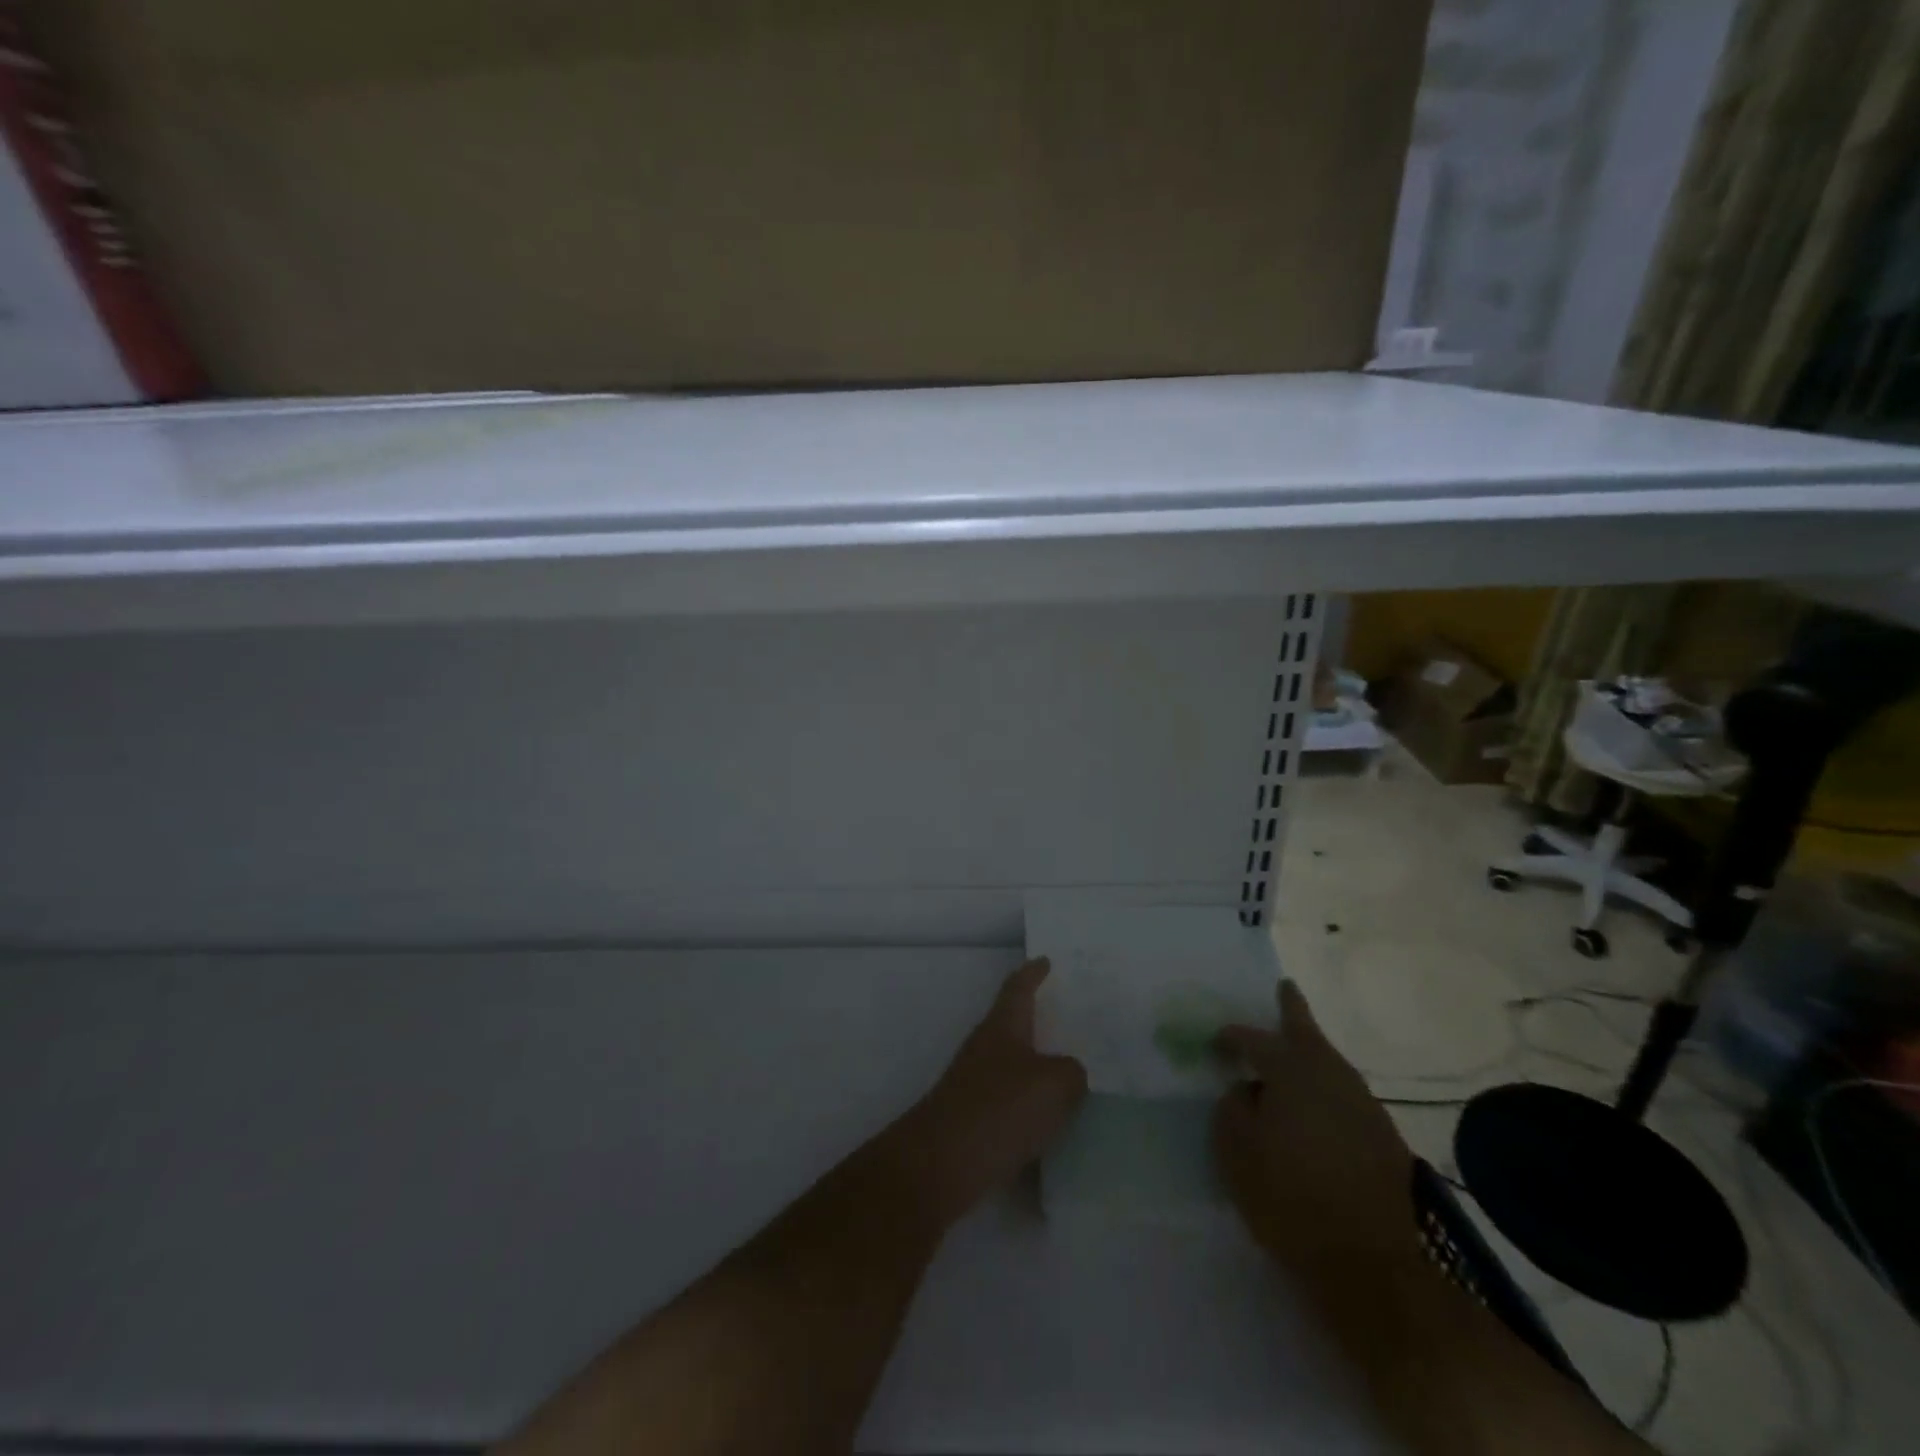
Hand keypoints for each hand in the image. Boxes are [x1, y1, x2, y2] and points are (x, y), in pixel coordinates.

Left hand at [887, 959, 1087, 1228]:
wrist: (942, 1163)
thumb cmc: (1001, 1109)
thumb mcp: (1054, 1085)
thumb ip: (1072, 1072)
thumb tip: (1070, 1073)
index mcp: (1002, 1026)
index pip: (1018, 988)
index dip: (1032, 974)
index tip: (1045, 961)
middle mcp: (985, 1047)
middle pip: (1014, 1025)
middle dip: (1040, 1021)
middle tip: (1073, 1020)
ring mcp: (975, 1084)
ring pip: (1014, 1065)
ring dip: (1039, 1067)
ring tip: (1073, 1074)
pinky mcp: (973, 1119)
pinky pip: (1011, 1103)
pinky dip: (1032, 1106)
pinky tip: (1054, 1123)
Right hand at [1213, 981, 1416, 1271]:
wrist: (1373, 1265)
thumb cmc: (1291, 1198)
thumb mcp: (1236, 1151)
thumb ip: (1232, 1108)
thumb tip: (1246, 1091)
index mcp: (1292, 1071)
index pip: (1254, 1039)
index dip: (1231, 1037)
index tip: (1216, 1041)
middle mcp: (1332, 1076)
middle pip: (1308, 1032)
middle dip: (1292, 1009)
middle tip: (1284, 989)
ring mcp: (1363, 1106)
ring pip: (1329, 1064)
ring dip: (1309, 1054)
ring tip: (1292, 1055)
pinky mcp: (1383, 1138)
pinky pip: (1343, 1096)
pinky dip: (1324, 1090)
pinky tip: (1315, 1109)